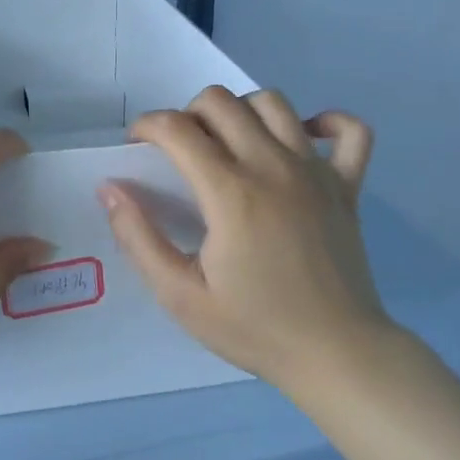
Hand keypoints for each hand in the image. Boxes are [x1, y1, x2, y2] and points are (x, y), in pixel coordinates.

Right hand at [99, 86, 389, 396]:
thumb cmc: (256, 328)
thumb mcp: (180, 296)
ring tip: (230, 143)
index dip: (147, 126)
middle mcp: (272, 166)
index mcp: (230, 192)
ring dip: (242, 111)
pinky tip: (302, 139)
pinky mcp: (348, 185)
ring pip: (273, 102)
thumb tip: (110, 188)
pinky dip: (325, 123)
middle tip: (181, 151)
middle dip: (187, 114)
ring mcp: (316, 171)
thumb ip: (138, 238)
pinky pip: (350, 131)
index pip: (176, 128)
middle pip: (220, 101)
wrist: (339, 358)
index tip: (137, 147)